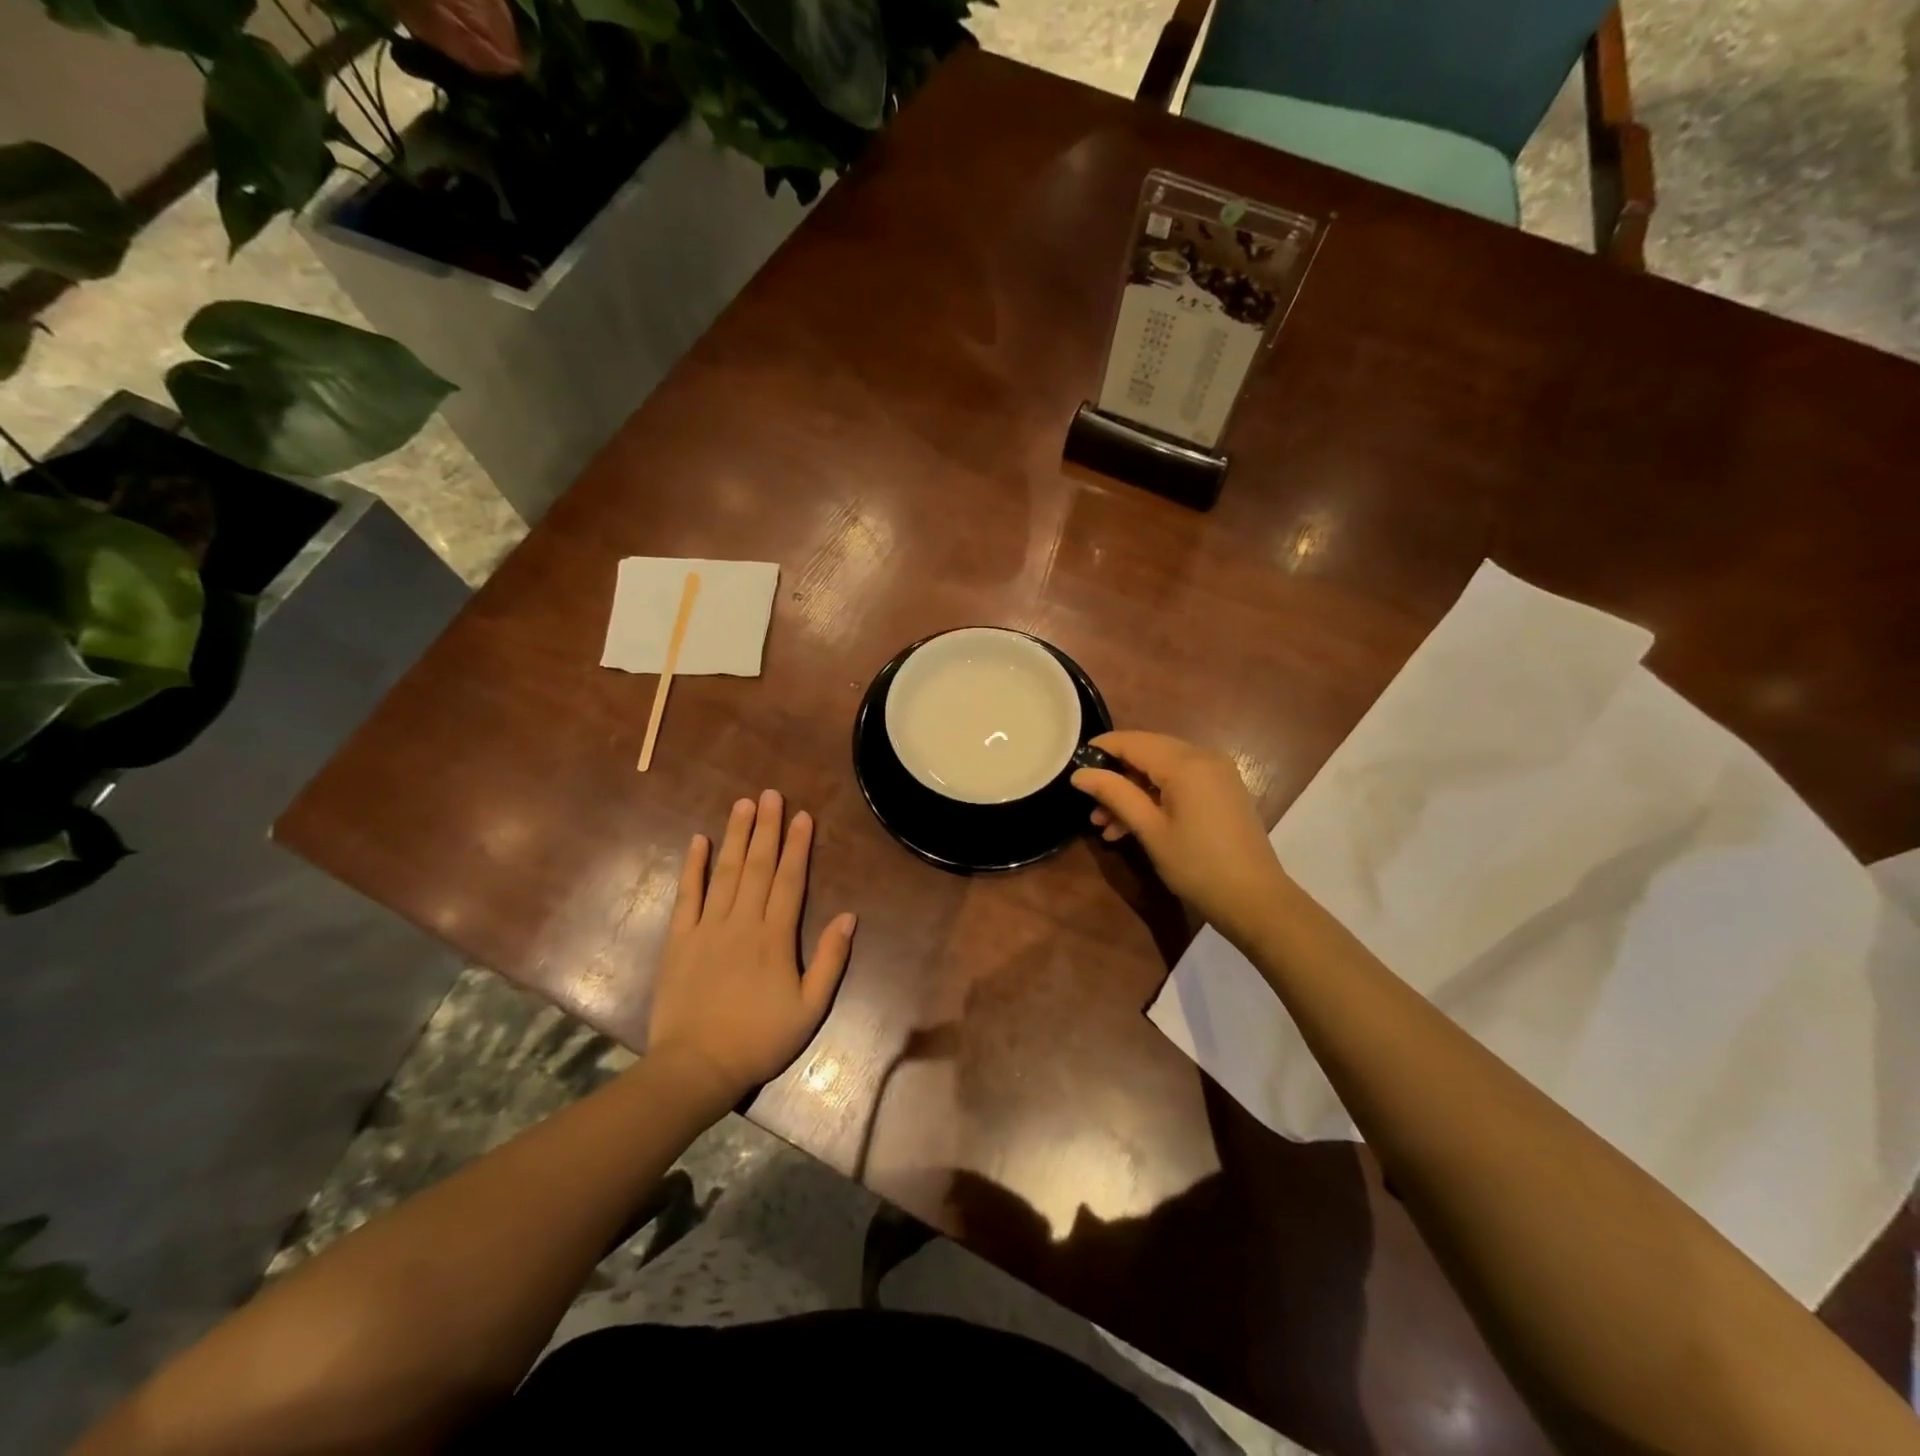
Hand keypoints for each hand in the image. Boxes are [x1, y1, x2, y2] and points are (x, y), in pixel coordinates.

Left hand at [647, 791, 856, 1106]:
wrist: (696, 1066)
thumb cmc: (759, 1039)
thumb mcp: (810, 1008)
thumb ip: (830, 960)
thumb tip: (849, 916)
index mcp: (775, 937)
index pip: (789, 880)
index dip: (797, 846)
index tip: (801, 816)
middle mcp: (742, 922)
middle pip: (757, 866)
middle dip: (766, 828)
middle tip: (771, 794)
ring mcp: (707, 927)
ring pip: (724, 872)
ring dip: (735, 836)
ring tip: (743, 805)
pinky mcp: (679, 939)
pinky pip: (687, 895)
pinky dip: (693, 867)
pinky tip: (698, 841)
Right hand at [1072, 731, 1287, 943]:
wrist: (1255, 900)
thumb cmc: (1197, 865)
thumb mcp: (1150, 830)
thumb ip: (1114, 794)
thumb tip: (1079, 774)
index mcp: (1186, 763)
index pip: (1133, 741)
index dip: (1101, 750)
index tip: (1074, 767)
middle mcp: (1204, 758)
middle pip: (1148, 752)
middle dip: (1116, 776)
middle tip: (1090, 804)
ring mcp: (1217, 774)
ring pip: (1162, 770)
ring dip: (1132, 791)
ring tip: (1104, 825)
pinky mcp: (1222, 791)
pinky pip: (1180, 782)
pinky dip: (1155, 798)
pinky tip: (1132, 827)